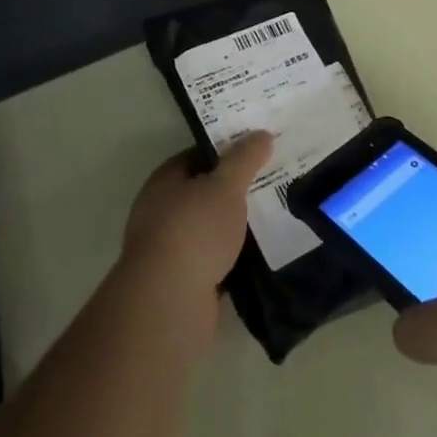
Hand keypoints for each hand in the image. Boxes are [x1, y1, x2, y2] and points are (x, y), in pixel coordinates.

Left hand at [118, 132, 272, 353]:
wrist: (169, 303)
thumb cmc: (194, 231)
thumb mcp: (225, 186)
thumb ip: (244, 159)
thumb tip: (262, 134)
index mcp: (165, 180)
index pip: (199, 154)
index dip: (229, 150)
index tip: (260, 149)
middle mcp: (162, 210)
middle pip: (205, 191)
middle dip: (236, 189)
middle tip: (274, 181)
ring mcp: (170, 248)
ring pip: (211, 227)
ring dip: (236, 225)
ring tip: (275, 215)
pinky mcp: (183, 281)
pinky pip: (215, 259)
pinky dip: (235, 256)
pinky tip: (262, 253)